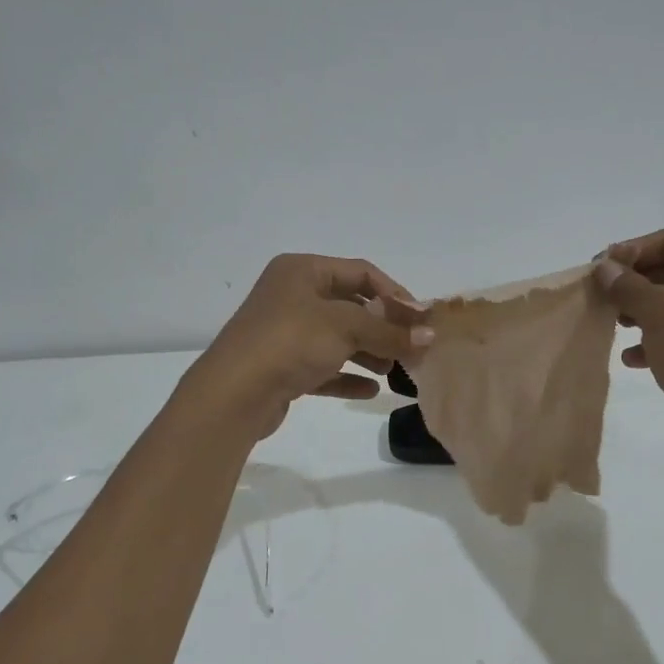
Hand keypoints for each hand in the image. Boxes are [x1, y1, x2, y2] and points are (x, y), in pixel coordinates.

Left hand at [181, 254, 431, 440]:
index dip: (395, 294)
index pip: (361, 272)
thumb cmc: (291, 342)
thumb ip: (390, 331)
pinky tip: (370, 390)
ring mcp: (285, 333)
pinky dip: (347, 376)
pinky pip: (323, 367)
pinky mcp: (283, 367)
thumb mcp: (346, 328)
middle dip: (383, 327)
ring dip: (368, 352)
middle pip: (351, 306)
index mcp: (302, 270)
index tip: (421, 320)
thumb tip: (430, 335)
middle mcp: (292, 295)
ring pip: (338, 338)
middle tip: (412, 347)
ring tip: (393, 371)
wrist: (234, 393)